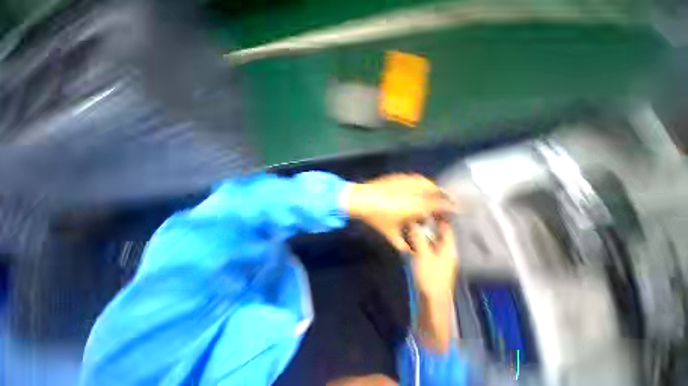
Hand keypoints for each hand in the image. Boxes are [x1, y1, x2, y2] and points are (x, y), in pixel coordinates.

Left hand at [343, 174, 454, 250]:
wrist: (361, 199)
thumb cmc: (377, 217)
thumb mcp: (390, 234)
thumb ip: (403, 244)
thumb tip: (409, 252)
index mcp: (417, 206)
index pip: (441, 204)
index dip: (451, 207)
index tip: (457, 209)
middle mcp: (416, 192)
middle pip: (437, 191)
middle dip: (444, 196)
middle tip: (446, 202)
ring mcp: (407, 182)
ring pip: (427, 182)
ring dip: (434, 188)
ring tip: (434, 195)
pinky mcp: (399, 177)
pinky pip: (416, 178)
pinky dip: (422, 183)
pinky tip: (418, 187)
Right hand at [408, 219, 458, 351]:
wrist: (432, 302)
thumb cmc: (431, 277)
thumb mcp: (423, 254)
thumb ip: (418, 237)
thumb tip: (413, 222)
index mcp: (448, 248)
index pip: (446, 227)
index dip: (439, 217)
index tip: (428, 207)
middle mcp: (445, 251)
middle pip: (437, 233)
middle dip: (427, 224)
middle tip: (414, 215)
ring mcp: (438, 258)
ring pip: (430, 240)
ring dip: (421, 233)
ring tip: (409, 225)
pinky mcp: (431, 263)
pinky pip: (425, 248)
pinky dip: (418, 242)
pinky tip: (409, 240)